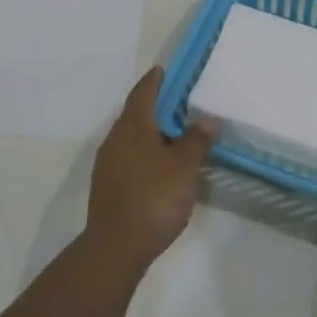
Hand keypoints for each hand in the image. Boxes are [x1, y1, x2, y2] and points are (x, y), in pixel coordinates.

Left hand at [86, 67, 219, 270]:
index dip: (155, 81)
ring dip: (151, 132)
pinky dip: (145, 152)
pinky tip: (161, 165)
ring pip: (131, 138)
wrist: (116, 246)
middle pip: (135, 114)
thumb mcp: (184, 167)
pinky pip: (129, 157)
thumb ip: (196, 140)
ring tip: (175, 134)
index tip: (164, 70)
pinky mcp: (108, 186)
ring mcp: (108, 164)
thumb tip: (208, 118)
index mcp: (133, 127)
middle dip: (155, 106)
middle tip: (179, 103)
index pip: (143, 93)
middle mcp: (115, 140)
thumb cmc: (153, 198)